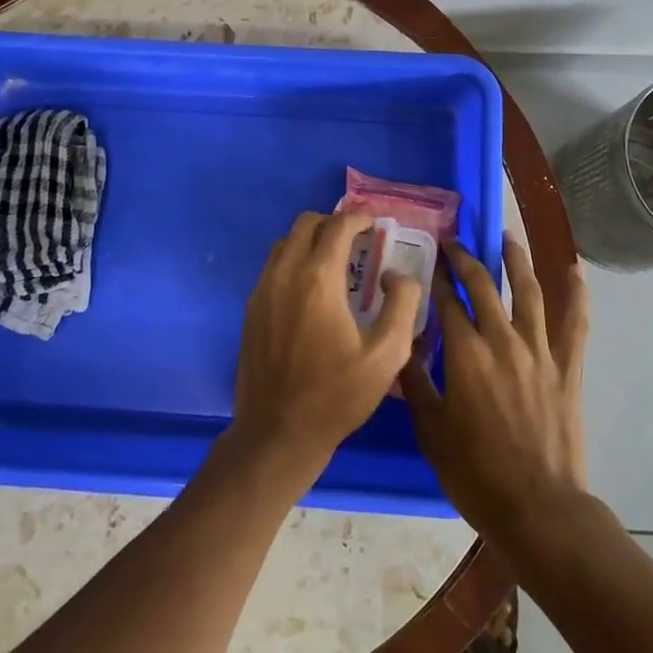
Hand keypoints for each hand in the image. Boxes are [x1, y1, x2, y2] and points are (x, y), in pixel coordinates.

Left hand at [232, 211, 420, 479]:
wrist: (278, 432)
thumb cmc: (336, 395)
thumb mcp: (387, 355)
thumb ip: (402, 304)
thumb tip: (398, 275)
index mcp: (318, 279)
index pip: (338, 226)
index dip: (359, 219)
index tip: (374, 228)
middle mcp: (285, 273)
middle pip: (305, 223)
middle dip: (333, 224)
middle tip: (356, 243)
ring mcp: (262, 289)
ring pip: (285, 242)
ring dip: (310, 241)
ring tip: (334, 265)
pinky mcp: (251, 308)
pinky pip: (272, 266)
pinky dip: (293, 262)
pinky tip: (310, 291)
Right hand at [402, 239, 590, 544]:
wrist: (537, 509)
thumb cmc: (475, 473)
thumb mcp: (430, 429)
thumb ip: (415, 381)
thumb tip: (401, 343)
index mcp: (465, 354)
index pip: (446, 301)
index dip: (434, 277)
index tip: (426, 259)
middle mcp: (502, 340)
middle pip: (482, 285)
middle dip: (465, 259)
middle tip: (454, 243)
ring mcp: (539, 351)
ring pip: (528, 291)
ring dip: (516, 260)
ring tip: (506, 236)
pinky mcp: (567, 368)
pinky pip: (575, 323)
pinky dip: (577, 294)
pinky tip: (574, 269)